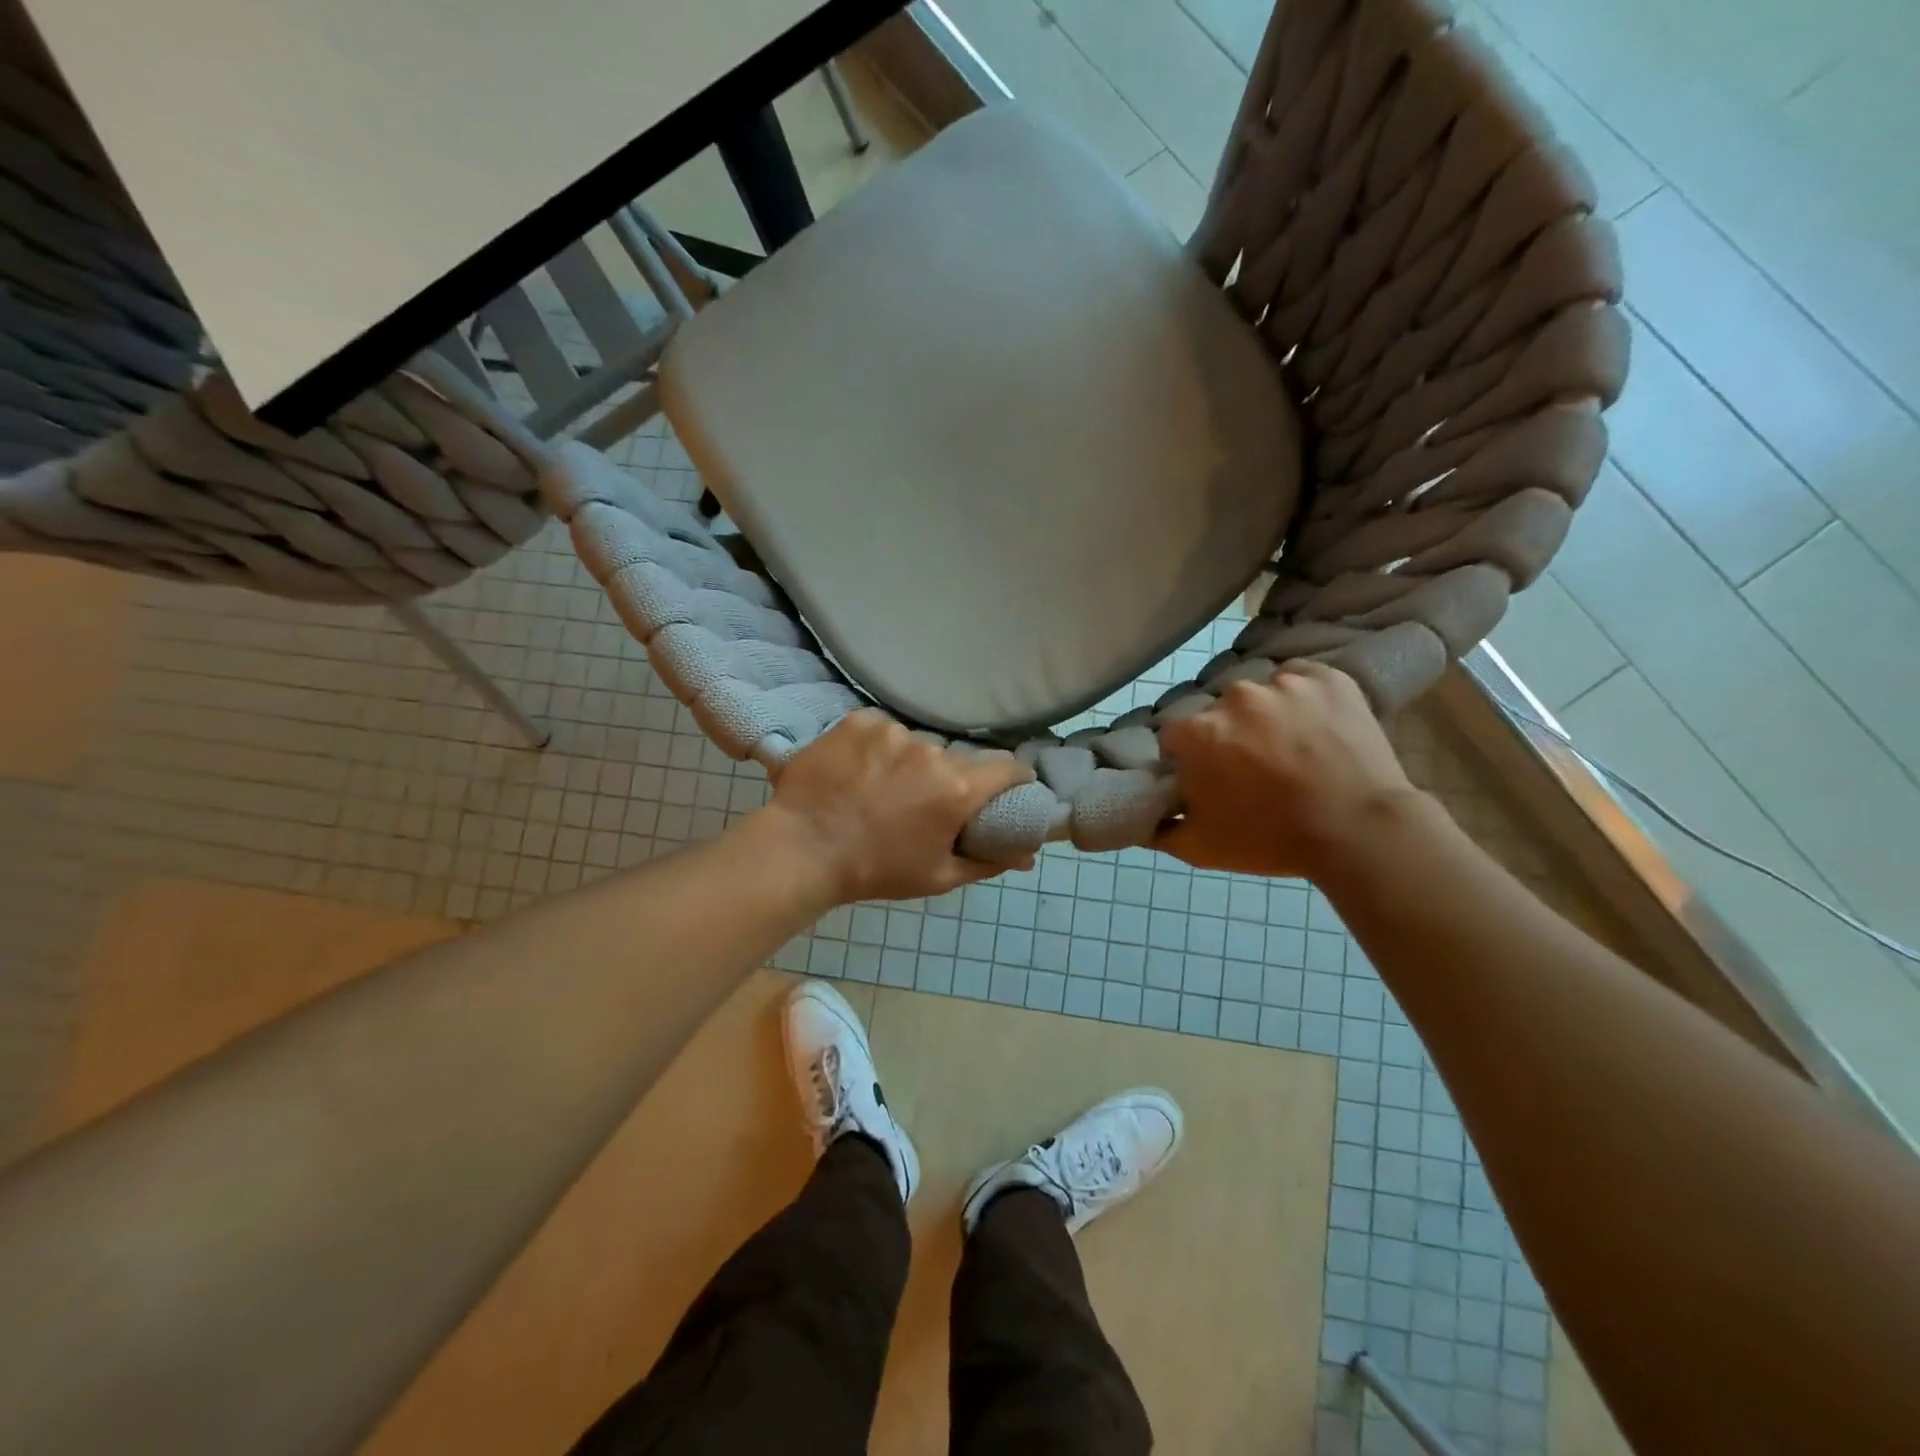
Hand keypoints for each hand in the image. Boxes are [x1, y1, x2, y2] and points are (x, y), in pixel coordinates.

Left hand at [762, 710, 1036, 904]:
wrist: (802, 850)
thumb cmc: (876, 870)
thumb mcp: (938, 877)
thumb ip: (988, 862)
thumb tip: (1028, 857)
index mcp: (957, 789)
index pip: (1007, 767)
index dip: (1013, 777)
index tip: (1009, 787)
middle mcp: (931, 751)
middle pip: (957, 757)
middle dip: (951, 777)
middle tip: (928, 800)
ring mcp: (893, 732)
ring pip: (917, 743)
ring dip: (910, 762)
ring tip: (883, 787)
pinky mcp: (859, 721)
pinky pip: (883, 729)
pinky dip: (878, 747)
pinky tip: (859, 769)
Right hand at [1156, 661, 1423, 879]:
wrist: (1359, 831)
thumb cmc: (1271, 839)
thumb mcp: (1200, 848)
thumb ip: (1158, 828)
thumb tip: (1142, 814)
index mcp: (1196, 732)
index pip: (1176, 737)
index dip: (1189, 760)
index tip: (1210, 781)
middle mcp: (1233, 697)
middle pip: (1218, 714)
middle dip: (1228, 737)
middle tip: (1254, 771)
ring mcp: (1283, 683)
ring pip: (1261, 695)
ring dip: (1267, 717)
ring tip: (1293, 751)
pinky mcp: (1327, 678)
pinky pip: (1302, 679)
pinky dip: (1304, 699)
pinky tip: (1317, 728)